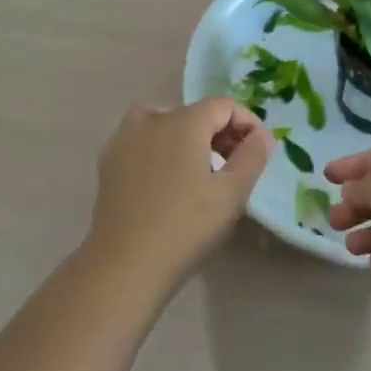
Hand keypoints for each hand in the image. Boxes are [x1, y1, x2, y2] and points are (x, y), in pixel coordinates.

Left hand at [86, 98, 272, 288]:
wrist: (125, 264)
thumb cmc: (185, 227)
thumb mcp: (231, 194)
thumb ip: (252, 157)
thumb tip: (261, 136)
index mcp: (183, 121)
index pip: (223, 106)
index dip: (247, 123)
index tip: (259, 151)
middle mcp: (151, 119)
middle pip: (195, 114)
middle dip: (220, 133)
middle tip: (236, 166)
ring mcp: (124, 138)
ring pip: (166, 124)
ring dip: (189, 139)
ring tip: (202, 171)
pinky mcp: (109, 161)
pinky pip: (143, 141)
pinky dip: (162, 149)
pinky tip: (168, 180)